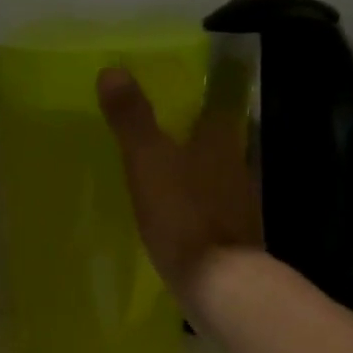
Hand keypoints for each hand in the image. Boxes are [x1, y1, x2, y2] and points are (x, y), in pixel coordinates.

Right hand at [97, 66, 260, 297]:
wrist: (218, 282)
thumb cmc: (184, 214)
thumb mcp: (148, 161)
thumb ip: (132, 119)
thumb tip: (112, 70)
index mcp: (221, 140)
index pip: (220, 102)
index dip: (208, 90)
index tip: (192, 83)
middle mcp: (237, 165)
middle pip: (220, 138)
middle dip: (199, 131)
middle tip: (170, 124)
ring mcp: (239, 203)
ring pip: (218, 173)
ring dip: (198, 168)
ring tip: (168, 167)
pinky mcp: (232, 236)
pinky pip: (212, 208)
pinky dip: (198, 203)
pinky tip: (179, 211)